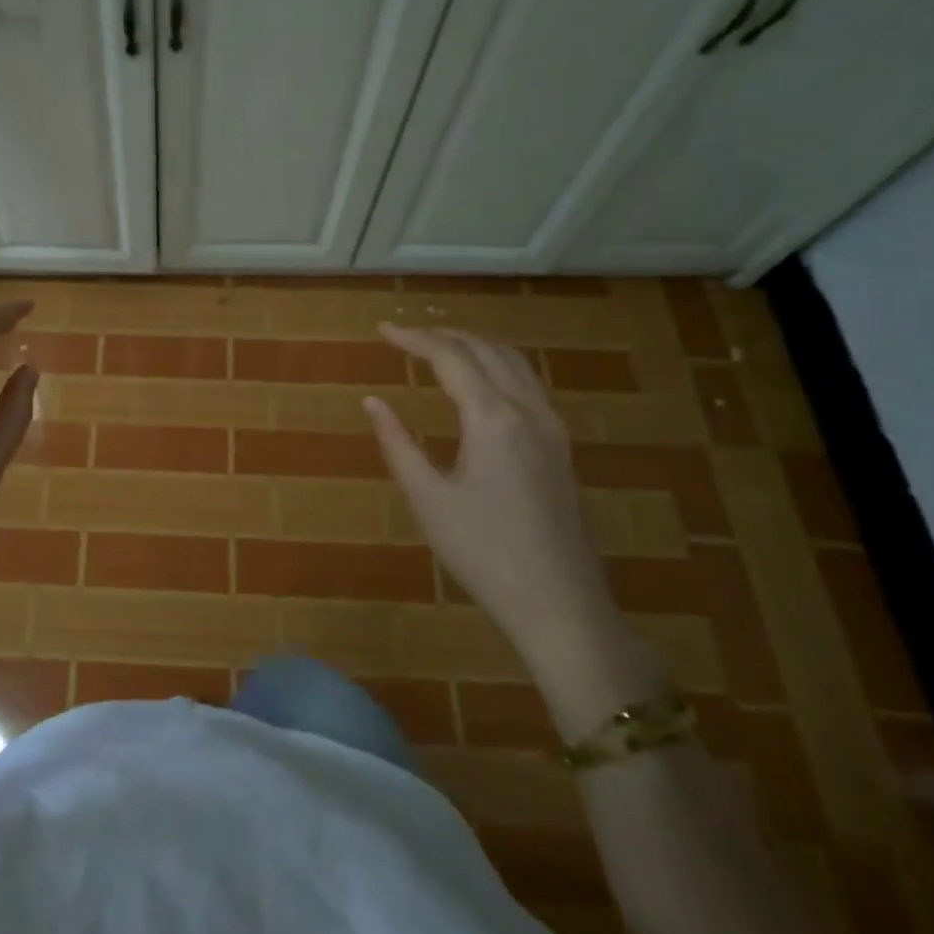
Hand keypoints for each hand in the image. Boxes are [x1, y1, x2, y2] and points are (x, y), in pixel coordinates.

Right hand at [364, 325, 618, 663]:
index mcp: (492, 418)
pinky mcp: (561, 447)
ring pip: (515, 362)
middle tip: (406, 334)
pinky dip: (498, 366)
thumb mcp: (428, 498)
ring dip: (475, 345)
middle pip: (486, 350)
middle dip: (444, 335)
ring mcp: (551, 428)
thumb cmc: (483, 552)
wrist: (559, 603)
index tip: (382, 329)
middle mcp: (527, 411)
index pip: (450, 358)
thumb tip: (372, 401)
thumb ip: (398, 443)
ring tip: (440, 347)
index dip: (414, 338)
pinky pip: (529, 384)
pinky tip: (481, 383)